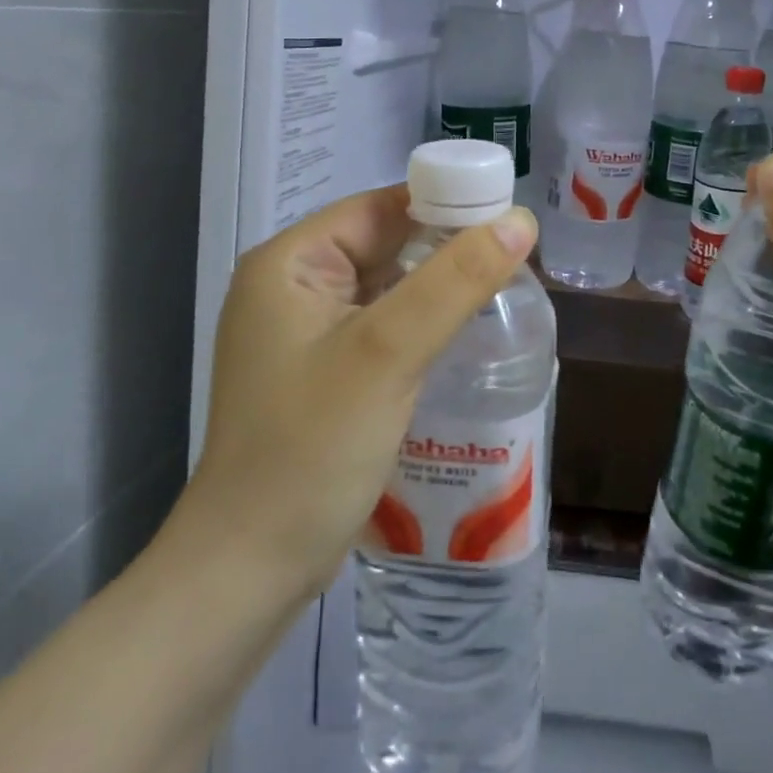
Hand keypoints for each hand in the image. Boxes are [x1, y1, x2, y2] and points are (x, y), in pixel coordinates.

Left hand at [160, 186, 537, 609]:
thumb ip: (455, 280)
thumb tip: (520, 220)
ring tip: (505, 288)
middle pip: (385, 244)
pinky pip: (383, 325)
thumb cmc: (311, 449)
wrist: (251, 569)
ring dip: (439, 287)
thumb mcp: (388, 353)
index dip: (445, 203)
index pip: (381, 207)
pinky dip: (422, 323)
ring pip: (388, 287)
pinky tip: (465, 333)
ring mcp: (307, 333)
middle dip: (447, 248)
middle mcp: (293, 287)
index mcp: (291, 263)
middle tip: (518, 257)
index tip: (508, 218)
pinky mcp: (325, 371)